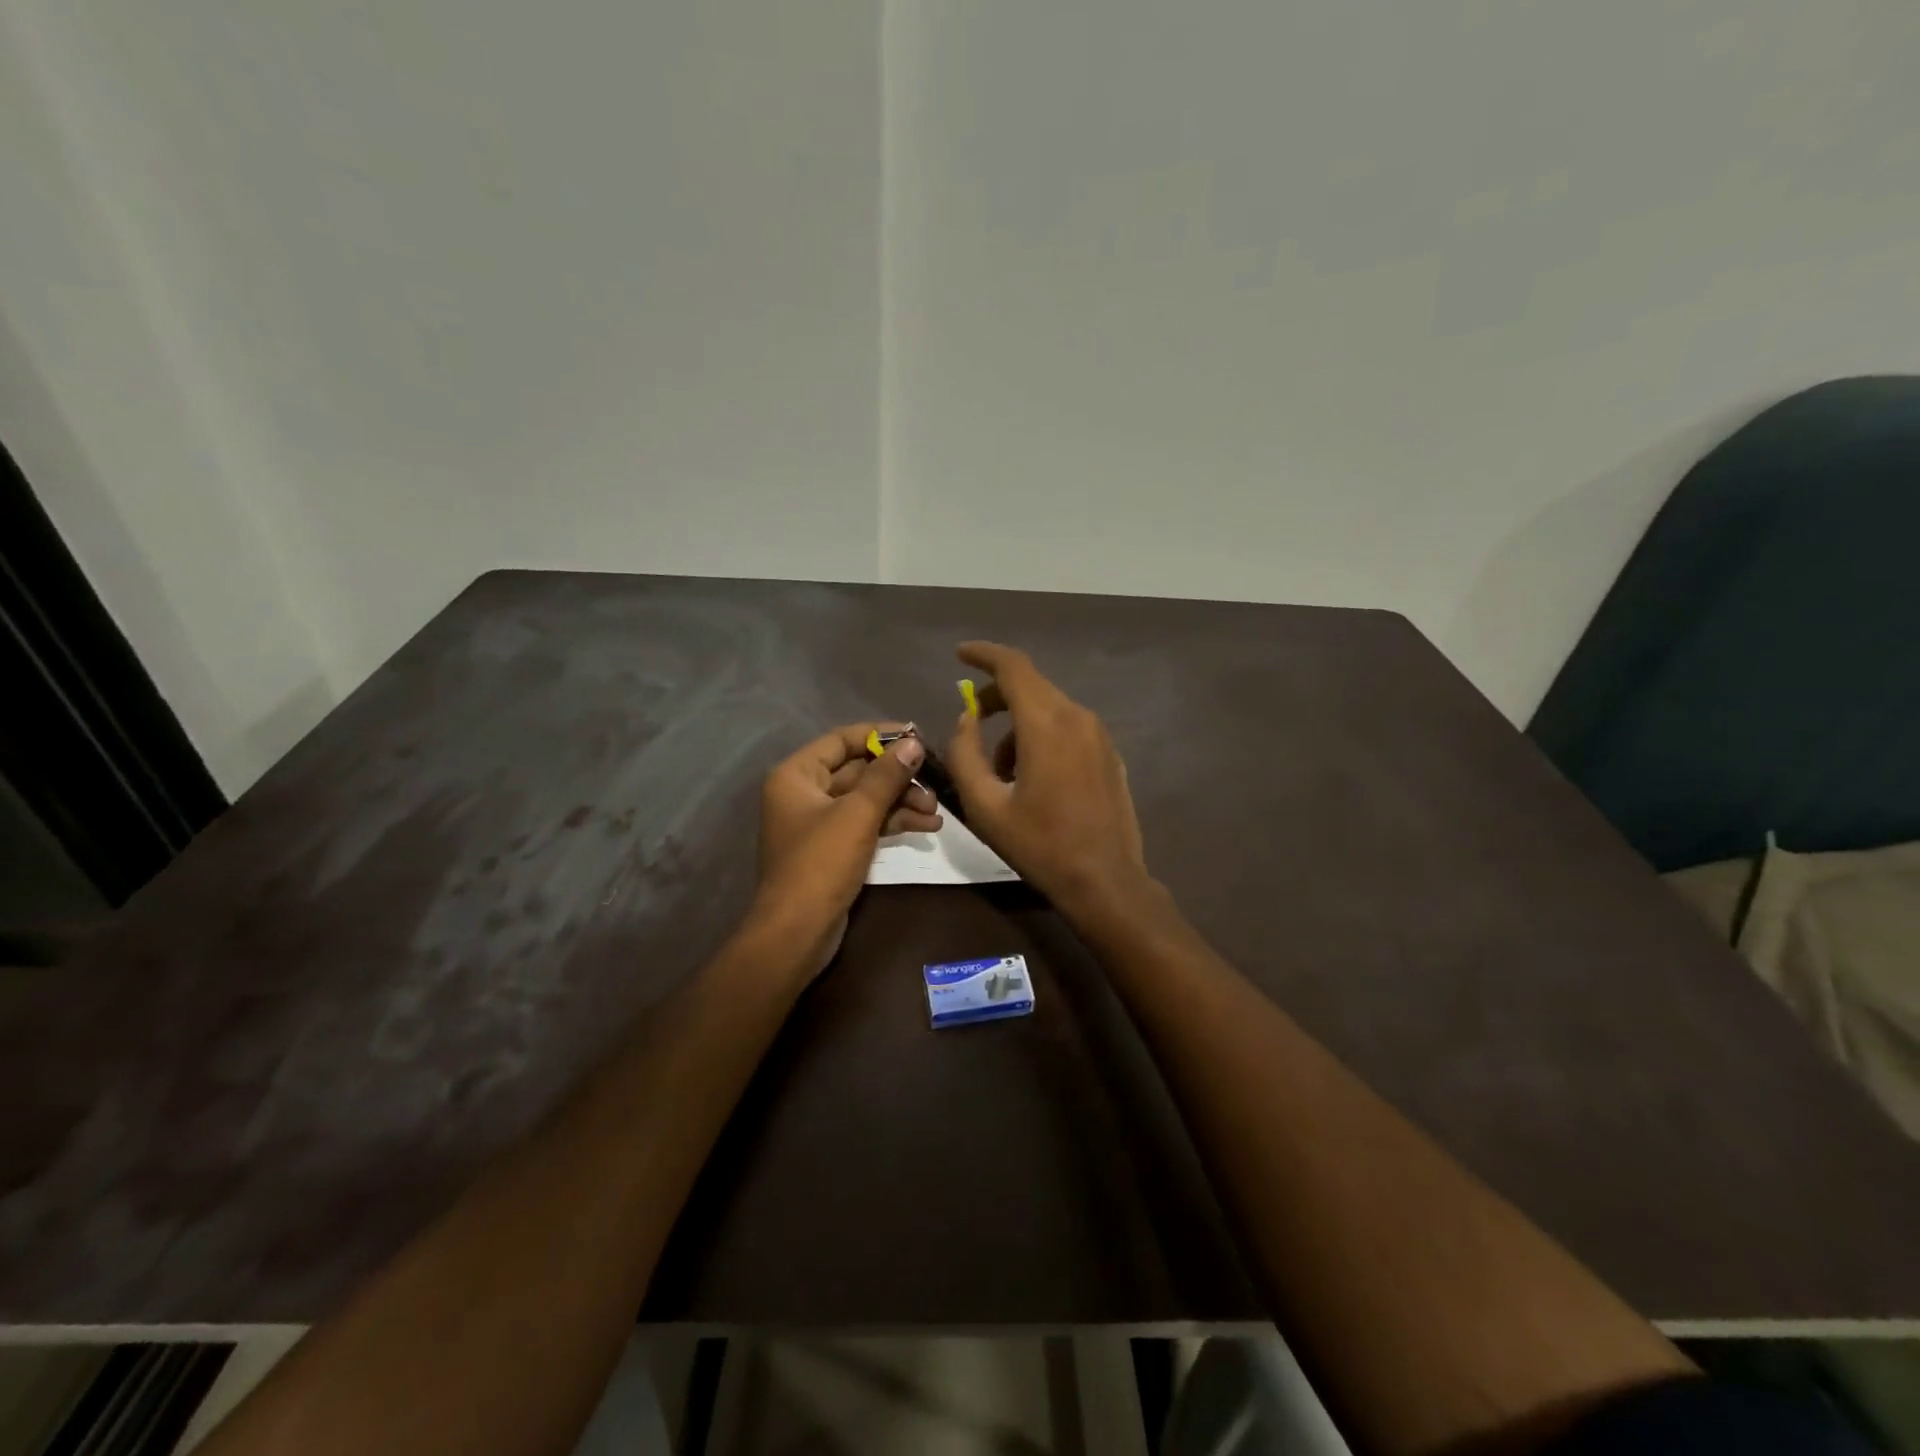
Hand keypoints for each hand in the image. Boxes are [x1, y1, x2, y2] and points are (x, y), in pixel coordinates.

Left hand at [752, 723, 939, 976]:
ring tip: (936, 810)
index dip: (880, 735)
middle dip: (898, 776)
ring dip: (901, 801)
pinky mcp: (834, 848)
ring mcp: (819, 822)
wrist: (797, 932)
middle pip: (858, 770)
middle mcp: (804, 792)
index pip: (842, 740)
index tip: (917, 735)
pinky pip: (867, 822)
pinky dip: (894, 822)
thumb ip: (887, 776)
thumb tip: (913, 743)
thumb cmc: (821, 863)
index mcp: (797, 775)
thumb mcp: (858, 814)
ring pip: (867, 799)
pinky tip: (928, 826)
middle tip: (935, 779)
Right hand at [944, 642, 1150, 912]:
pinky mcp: (1110, 753)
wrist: (1106, 881)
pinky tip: (1033, 778)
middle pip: (1031, 685)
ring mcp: (1100, 735)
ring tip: (1001, 771)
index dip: (983, 655)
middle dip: (996, 696)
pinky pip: (1068, 728)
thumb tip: (967, 720)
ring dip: (1018, 725)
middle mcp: (1078, 717)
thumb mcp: (985, 806)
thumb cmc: (1040, 845)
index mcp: (1047, 724)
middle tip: (971, 722)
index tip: (960, 655)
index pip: (1013, 667)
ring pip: (1049, 708)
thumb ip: (965, 754)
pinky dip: (1042, 736)